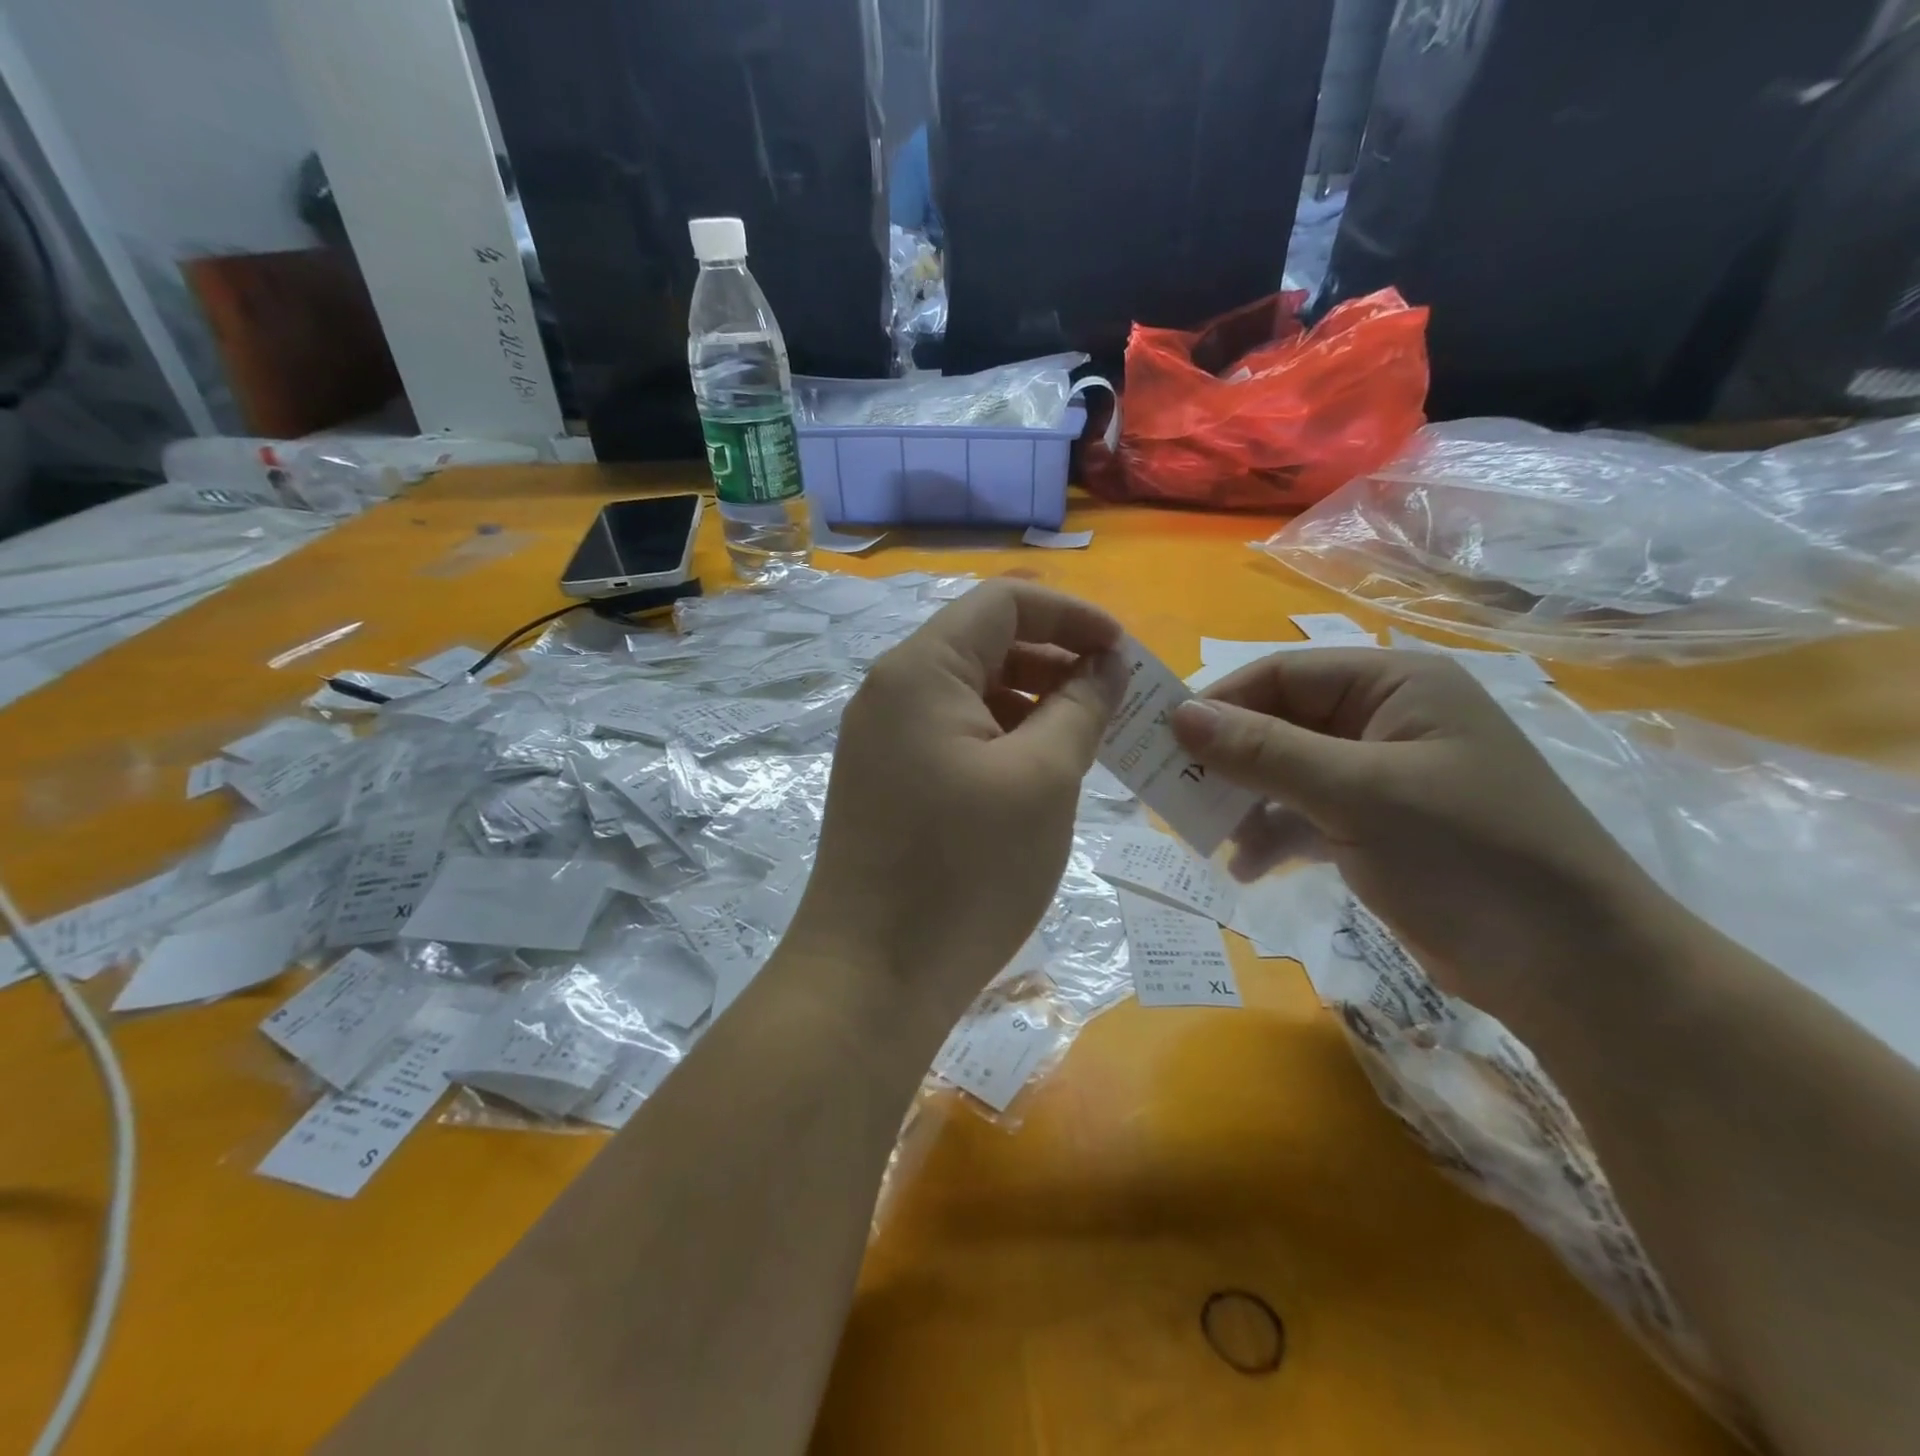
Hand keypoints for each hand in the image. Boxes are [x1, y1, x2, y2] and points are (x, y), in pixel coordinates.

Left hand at [787, 580, 1125, 1034]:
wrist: (872, 978)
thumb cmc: (965, 871)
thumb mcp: (1042, 778)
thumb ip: (1080, 706)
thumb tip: (1104, 665)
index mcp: (921, 670)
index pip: (1005, 601)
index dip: (1073, 615)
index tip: (1125, 654)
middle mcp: (892, 691)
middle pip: (986, 643)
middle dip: (1057, 659)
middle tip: (1115, 701)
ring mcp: (883, 739)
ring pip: (972, 692)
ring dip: (1033, 702)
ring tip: (1087, 740)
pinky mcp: (887, 780)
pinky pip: (954, 734)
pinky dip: (1003, 739)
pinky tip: (1041, 773)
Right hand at [1171, 650, 1664, 1021]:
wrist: (1573, 969)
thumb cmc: (1469, 856)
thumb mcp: (1356, 795)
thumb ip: (1263, 752)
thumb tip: (1178, 717)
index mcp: (1395, 685)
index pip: (1281, 675)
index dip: (1218, 704)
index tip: (1162, 742)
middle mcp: (1387, 719)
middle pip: (1281, 724)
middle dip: (1229, 762)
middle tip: (1176, 795)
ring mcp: (1383, 775)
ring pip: (1287, 772)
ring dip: (1247, 803)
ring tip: (1212, 841)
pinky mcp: (1380, 826)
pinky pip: (1307, 813)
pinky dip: (1275, 835)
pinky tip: (1250, 868)